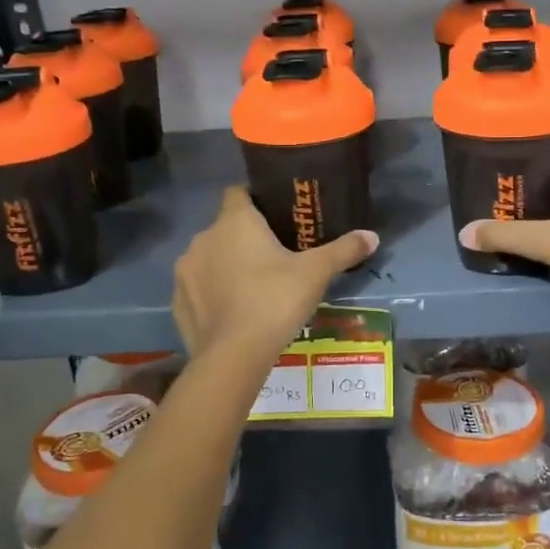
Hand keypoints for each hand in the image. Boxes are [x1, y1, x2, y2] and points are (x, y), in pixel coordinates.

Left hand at [173, 187, 377, 360]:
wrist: (233, 356)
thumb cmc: (275, 301)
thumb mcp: (316, 274)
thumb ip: (343, 250)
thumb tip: (373, 236)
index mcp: (235, 221)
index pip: (238, 192)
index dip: (256, 199)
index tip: (276, 215)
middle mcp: (204, 238)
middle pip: (225, 227)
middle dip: (244, 237)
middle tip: (274, 257)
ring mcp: (185, 270)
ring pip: (209, 257)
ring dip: (225, 265)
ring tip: (252, 286)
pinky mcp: (176, 301)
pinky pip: (197, 288)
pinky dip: (211, 293)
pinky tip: (232, 311)